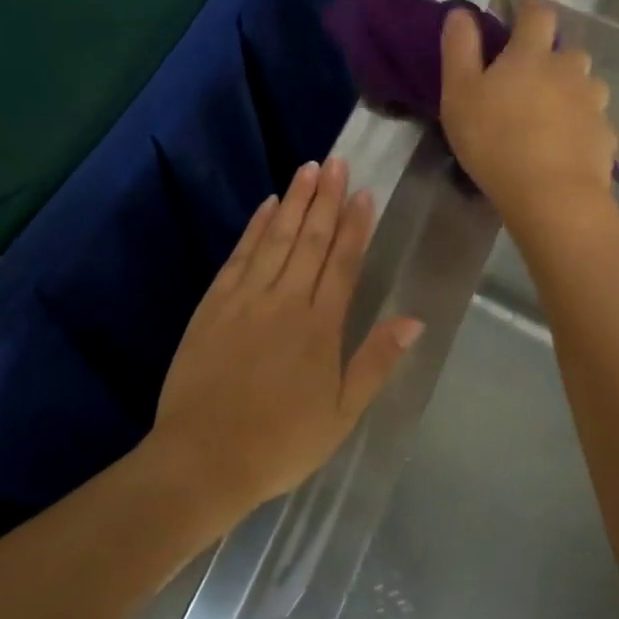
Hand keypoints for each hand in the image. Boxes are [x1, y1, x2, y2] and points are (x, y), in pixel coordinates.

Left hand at [150, 158, 421, 511]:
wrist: (204, 457)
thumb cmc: (280, 443)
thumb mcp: (341, 414)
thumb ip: (376, 362)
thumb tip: (414, 320)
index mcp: (320, 327)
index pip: (343, 263)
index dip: (355, 225)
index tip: (364, 193)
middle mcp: (285, 301)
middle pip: (311, 240)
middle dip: (326, 198)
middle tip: (337, 162)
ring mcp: (246, 298)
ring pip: (277, 239)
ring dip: (294, 202)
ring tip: (308, 169)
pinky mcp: (214, 303)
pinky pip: (240, 256)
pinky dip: (255, 228)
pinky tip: (267, 207)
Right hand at [440, 0, 618, 226]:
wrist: (551, 196)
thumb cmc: (494, 140)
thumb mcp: (459, 93)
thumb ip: (459, 48)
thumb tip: (462, 11)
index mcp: (532, 54)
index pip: (537, 13)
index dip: (529, 4)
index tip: (520, 4)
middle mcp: (569, 70)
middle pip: (566, 50)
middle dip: (550, 55)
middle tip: (528, 76)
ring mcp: (593, 104)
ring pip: (584, 86)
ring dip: (568, 90)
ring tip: (547, 114)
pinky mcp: (605, 137)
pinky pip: (591, 122)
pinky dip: (579, 126)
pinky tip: (563, 146)